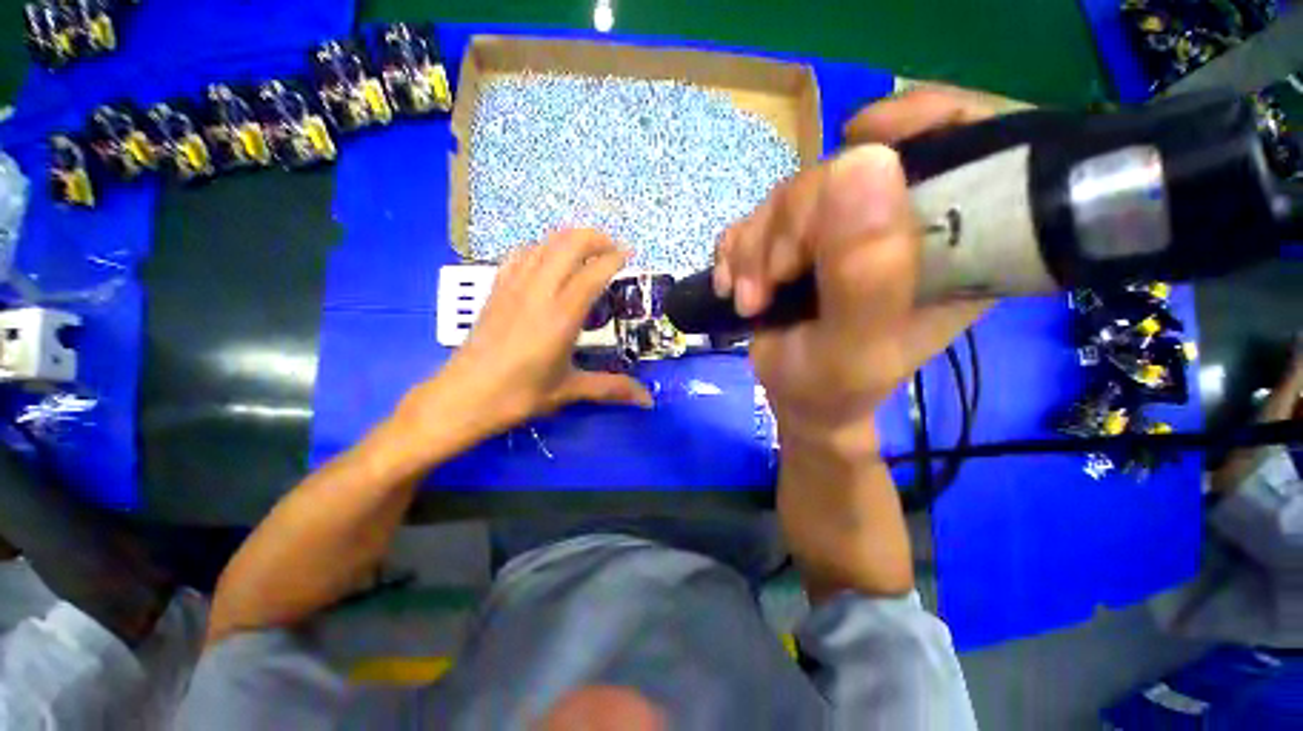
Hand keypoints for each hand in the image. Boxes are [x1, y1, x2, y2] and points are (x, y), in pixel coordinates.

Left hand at [398, 229, 651, 449]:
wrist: (464, 397)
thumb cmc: (519, 395)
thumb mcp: (570, 389)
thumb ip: (612, 388)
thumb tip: (647, 402)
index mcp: (561, 315)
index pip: (593, 273)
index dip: (614, 258)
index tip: (630, 254)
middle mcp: (539, 291)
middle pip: (568, 244)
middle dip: (595, 238)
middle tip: (613, 248)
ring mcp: (514, 286)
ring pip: (544, 243)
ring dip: (569, 239)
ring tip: (586, 250)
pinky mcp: (496, 289)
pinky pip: (520, 254)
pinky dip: (541, 248)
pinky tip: (547, 260)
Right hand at [714, 86, 1000, 449]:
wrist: (796, 400)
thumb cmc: (833, 388)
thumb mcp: (853, 348)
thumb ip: (865, 274)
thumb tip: (863, 162)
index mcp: (950, 245)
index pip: (967, 143)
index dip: (919, 120)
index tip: (858, 139)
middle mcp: (902, 224)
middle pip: (845, 170)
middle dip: (790, 227)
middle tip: (769, 285)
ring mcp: (846, 229)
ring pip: (792, 193)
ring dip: (755, 247)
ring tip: (749, 298)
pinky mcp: (804, 239)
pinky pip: (760, 215)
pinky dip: (738, 248)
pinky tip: (734, 283)